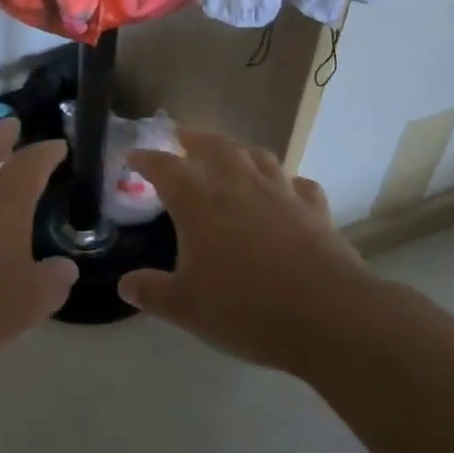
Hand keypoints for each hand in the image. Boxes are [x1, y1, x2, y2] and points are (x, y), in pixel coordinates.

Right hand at [120, 129, 368, 372]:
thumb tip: (125, 285)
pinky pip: (298, 184)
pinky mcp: (314, 208)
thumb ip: (152, 292)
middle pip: (212, 145)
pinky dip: (286, 183)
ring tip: (229, 154)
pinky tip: (285, 191)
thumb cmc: (246, 308)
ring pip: (256, 155)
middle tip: (180, 136)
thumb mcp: (187, 308)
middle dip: (193, 138)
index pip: (164, 167)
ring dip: (238, 150)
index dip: (145, 159)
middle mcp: (238, 184)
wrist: (328, 315)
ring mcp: (280, 192)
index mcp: (199, 201)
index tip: (132, 157)